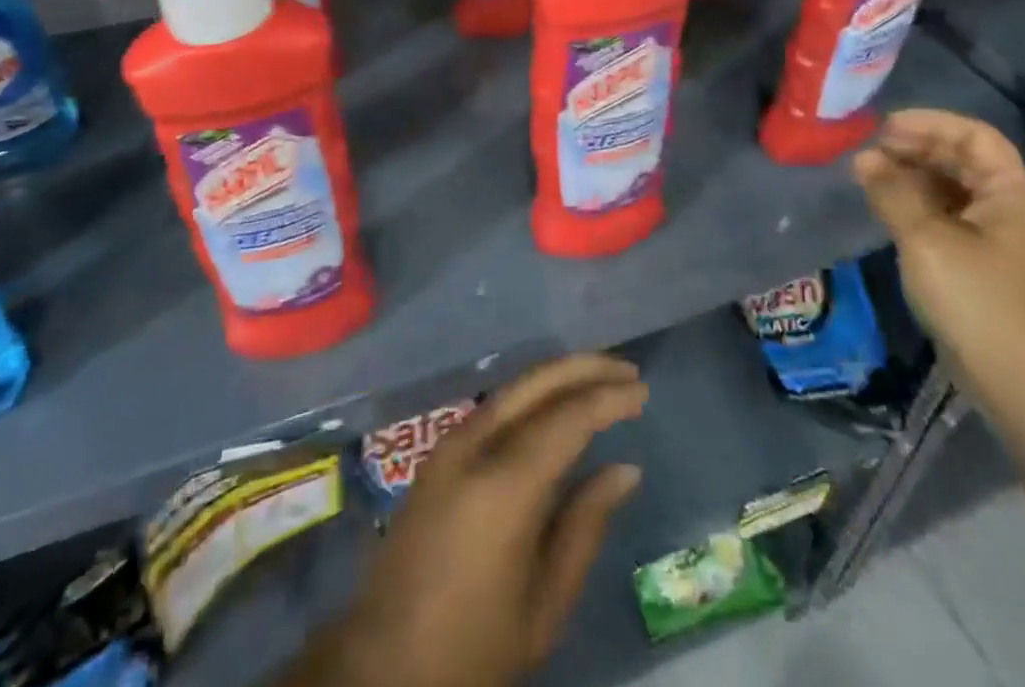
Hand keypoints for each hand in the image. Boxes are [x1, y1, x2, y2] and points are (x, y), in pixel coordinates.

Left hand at [299, 354, 646, 686]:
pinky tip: (555, 406)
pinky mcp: (438, 454)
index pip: (566, 418)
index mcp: (503, 487)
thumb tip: (625, 469)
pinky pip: (495, 408)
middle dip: (584, 368)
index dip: (608, 399)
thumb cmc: (473, 647)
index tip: (642, 392)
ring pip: (512, 389)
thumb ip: (585, 526)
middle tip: (627, 370)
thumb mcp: (543, 605)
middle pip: (535, 384)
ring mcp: (449, 445)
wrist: (382, 664)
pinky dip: (533, 396)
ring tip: (600, 378)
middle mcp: (473, 448)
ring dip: (558, 376)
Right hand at [854, 109, 1024, 418]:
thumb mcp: (925, 239)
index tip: (884, 127)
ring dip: (911, 174)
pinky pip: (945, 212)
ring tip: (868, 173)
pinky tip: (885, 202)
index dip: (930, 124)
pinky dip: (914, 200)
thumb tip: (863, 158)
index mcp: (1012, 193)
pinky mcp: (978, 258)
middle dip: (915, 148)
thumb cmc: (975, 299)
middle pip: (962, 158)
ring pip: (951, 185)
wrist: (1012, 379)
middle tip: (869, 150)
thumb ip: (892, 192)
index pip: (974, 136)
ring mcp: (995, 234)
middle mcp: (1008, 206)